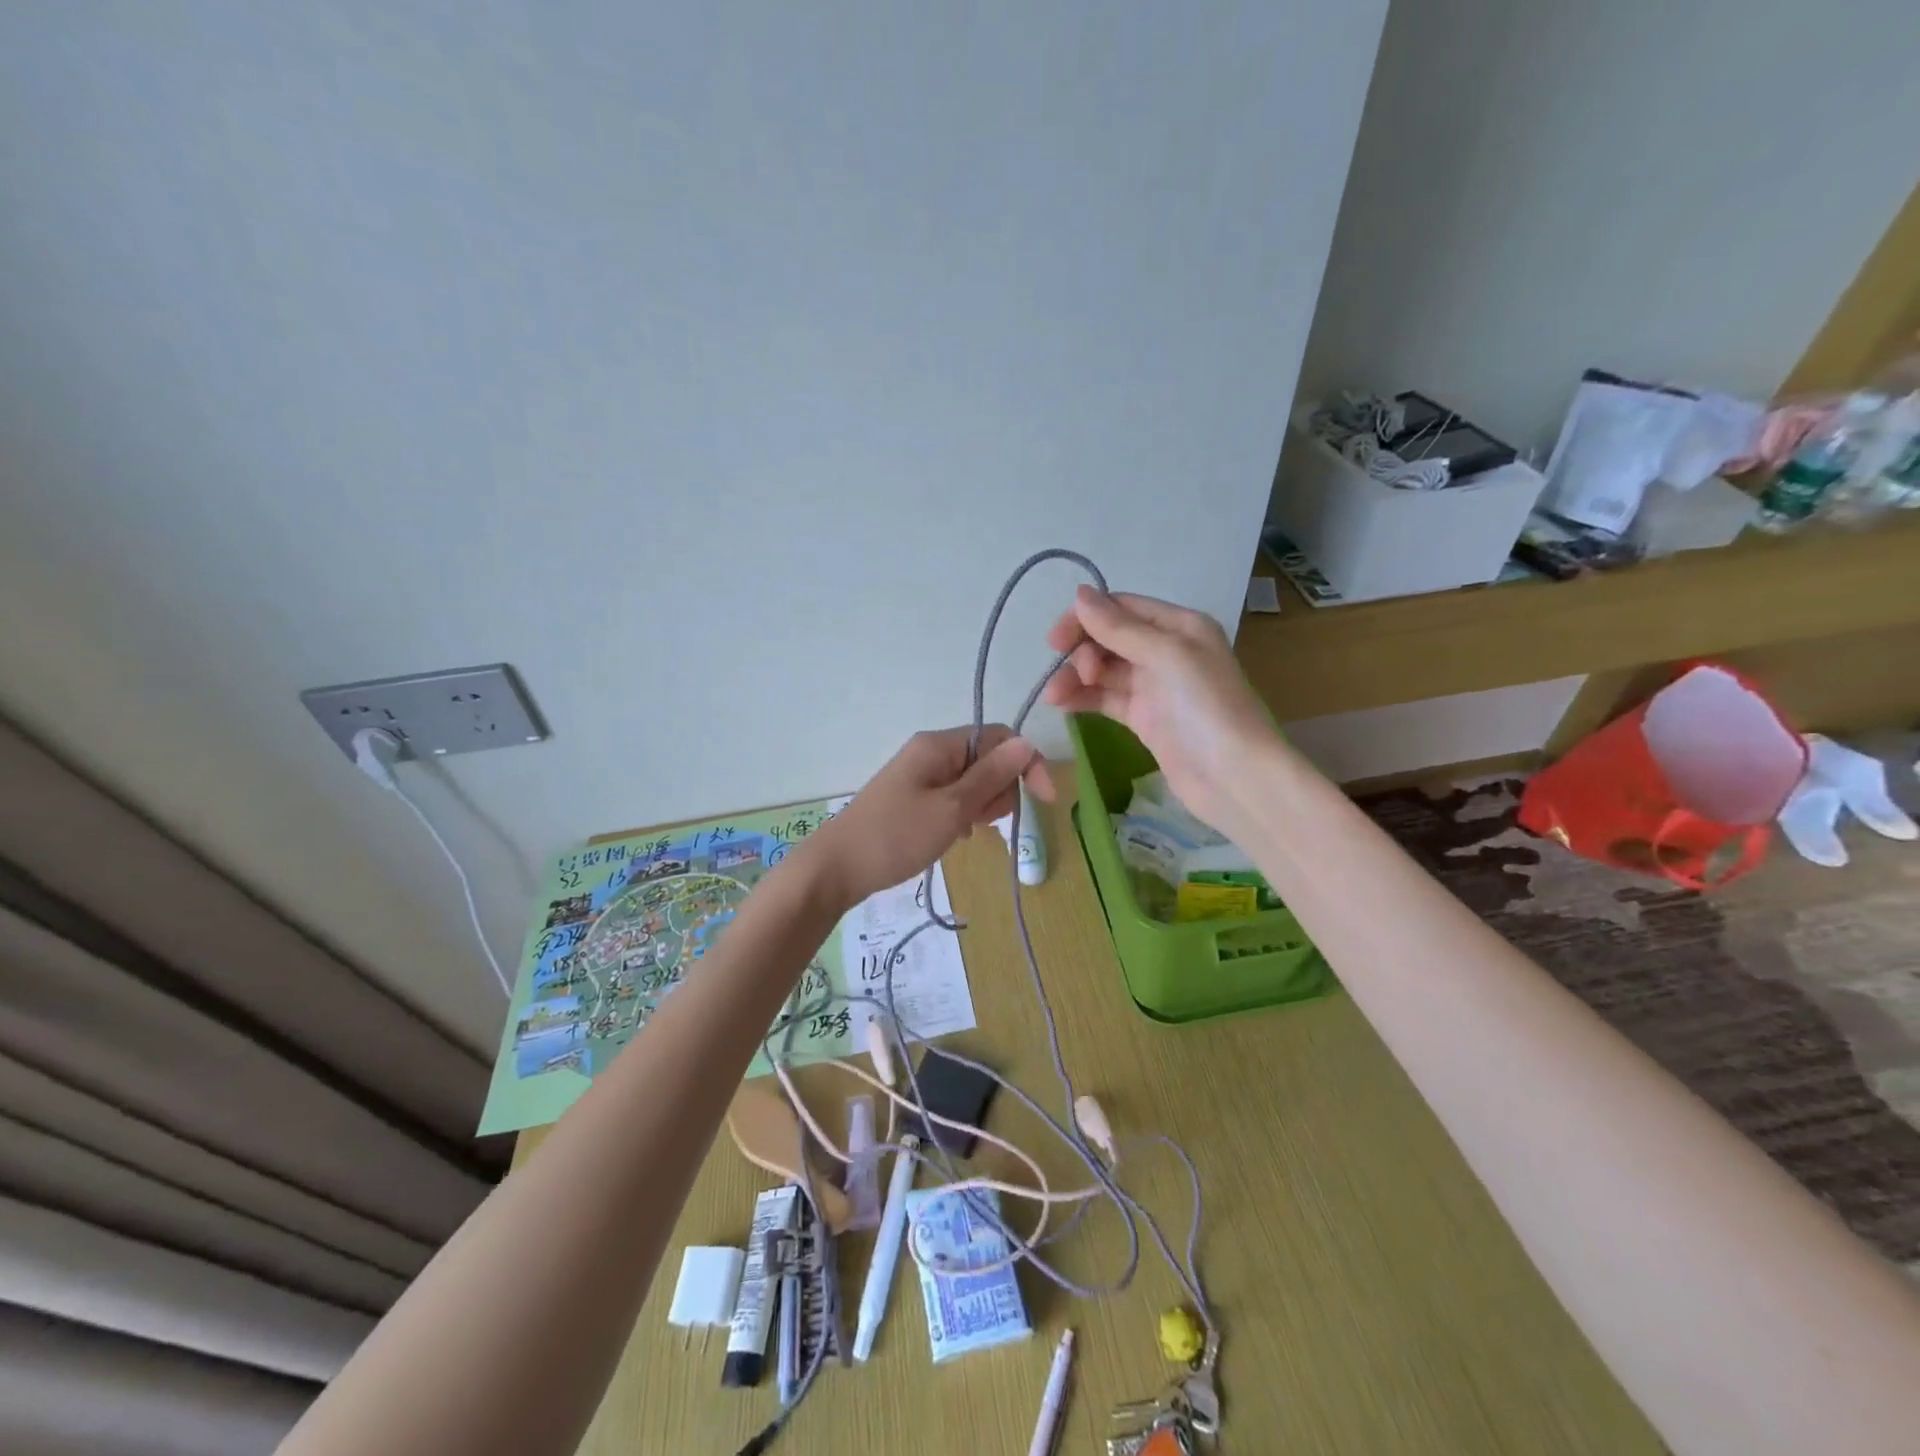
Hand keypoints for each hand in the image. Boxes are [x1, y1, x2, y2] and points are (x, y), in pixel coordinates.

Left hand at [803, 725, 1052, 908]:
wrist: (836, 868)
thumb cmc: (896, 837)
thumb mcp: (951, 808)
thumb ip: (991, 776)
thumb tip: (1027, 743)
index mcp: (940, 745)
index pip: (1000, 738)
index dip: (1027, 763)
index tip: (1045, 801)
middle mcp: (931, 752)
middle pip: (988, 759)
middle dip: (1000, 789)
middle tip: (983, 822)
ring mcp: (920, 775)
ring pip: (972, 781)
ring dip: (982, 805)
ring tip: (965, 832)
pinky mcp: (913, 797)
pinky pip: (953, 797)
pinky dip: (963, 815)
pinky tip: (955, 836)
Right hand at [1042, 587, 1280, 840]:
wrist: (1234, 777)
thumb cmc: (1206, 707)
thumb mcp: (1166, 656)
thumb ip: (1119, 628)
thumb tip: (1080, 594)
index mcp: (1179, 626)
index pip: (1122, 608)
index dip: (1086, 618)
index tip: (1055, 640)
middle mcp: (1167, 651)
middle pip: (1110, 638)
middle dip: (1082, 652)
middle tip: (1074, 677)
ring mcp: (1155, 687)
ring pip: (1104, 671)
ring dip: (1076, 678)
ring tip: (1054, 697)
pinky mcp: (1145, 719)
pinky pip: (1107, 699)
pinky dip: (1084, 699)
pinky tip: (1063, 706)